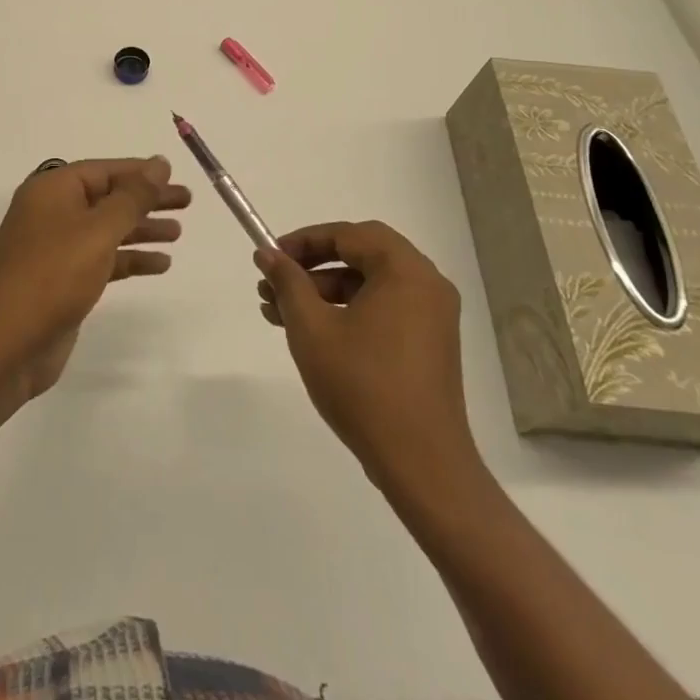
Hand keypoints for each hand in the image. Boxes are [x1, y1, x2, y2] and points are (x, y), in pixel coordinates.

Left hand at [0, 157, 190, 399]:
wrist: (6, 344)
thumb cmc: (53, 275)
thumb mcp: (98, 230)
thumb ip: (132, 197)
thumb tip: (158, 164)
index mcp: (52, 190)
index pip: (103, 170)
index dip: (140, 172)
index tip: (174, 175)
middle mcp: (51, 212)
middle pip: (107, 198)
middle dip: (146, 199)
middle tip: (186, 202)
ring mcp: (55, 248)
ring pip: (107, 229)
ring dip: (141, 229)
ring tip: (178, 233)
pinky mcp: (62, 280)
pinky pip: (102, 259)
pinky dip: (129, 259)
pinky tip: (160, 264)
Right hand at [256, 221, 482, 494]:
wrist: (421, 465)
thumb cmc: (363, 386)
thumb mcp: (311, 328)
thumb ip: (288, 283)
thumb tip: (267, 254)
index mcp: (406, 271)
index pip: (349, 234)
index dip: (305, 241)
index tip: (271, 258)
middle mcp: (426, 285)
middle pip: (360, 255)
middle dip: (312, 267)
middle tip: (274, 284)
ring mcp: (432, 317)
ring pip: (369, 285)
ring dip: (324, 292)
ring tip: (278, 313)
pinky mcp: (429, 345)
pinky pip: (383, 309)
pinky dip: (347, 312)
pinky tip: (312, 333)